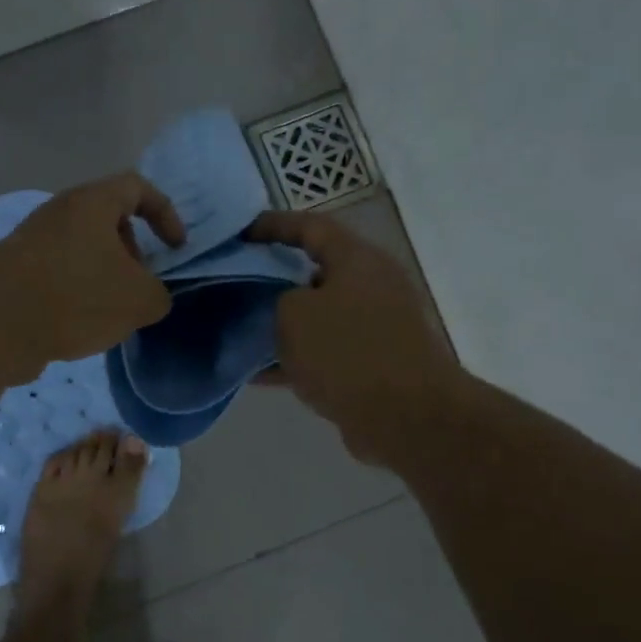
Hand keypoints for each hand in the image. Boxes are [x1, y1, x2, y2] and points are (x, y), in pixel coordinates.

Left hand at [0, 172, 186, 374]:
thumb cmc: (75, 296)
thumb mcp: (139, 300)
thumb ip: (158, 295)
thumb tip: (150, 296)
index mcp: (91, 203)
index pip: (137, 187)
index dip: (165, 213)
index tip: (176, 248)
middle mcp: (59, 213)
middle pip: (107, 221)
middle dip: (131, 252)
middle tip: (138, 285)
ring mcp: (31, 242)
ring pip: (81, 251)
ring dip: (103, 278)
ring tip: (110, 314)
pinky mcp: (13, 273)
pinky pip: (57, 275)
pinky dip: (74, 295)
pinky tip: (77, 328)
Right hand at [245, 210, 460, 464]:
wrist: (405, 416)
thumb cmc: (347, 352)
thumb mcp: (294, 314)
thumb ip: (278, 299)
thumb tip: (287, 308)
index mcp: (357, 259)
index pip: (310, 226)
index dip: (272, 225)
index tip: (239, 235)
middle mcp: (371, 285)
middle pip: (314, 271)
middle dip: (272, 277)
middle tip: (235, 283)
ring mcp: (375, 326)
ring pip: (317, 316)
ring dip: (281, 323)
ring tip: (239, 330)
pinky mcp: (372, 364)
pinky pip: (324, 352)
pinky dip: (294, 359)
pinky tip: (256, 373)